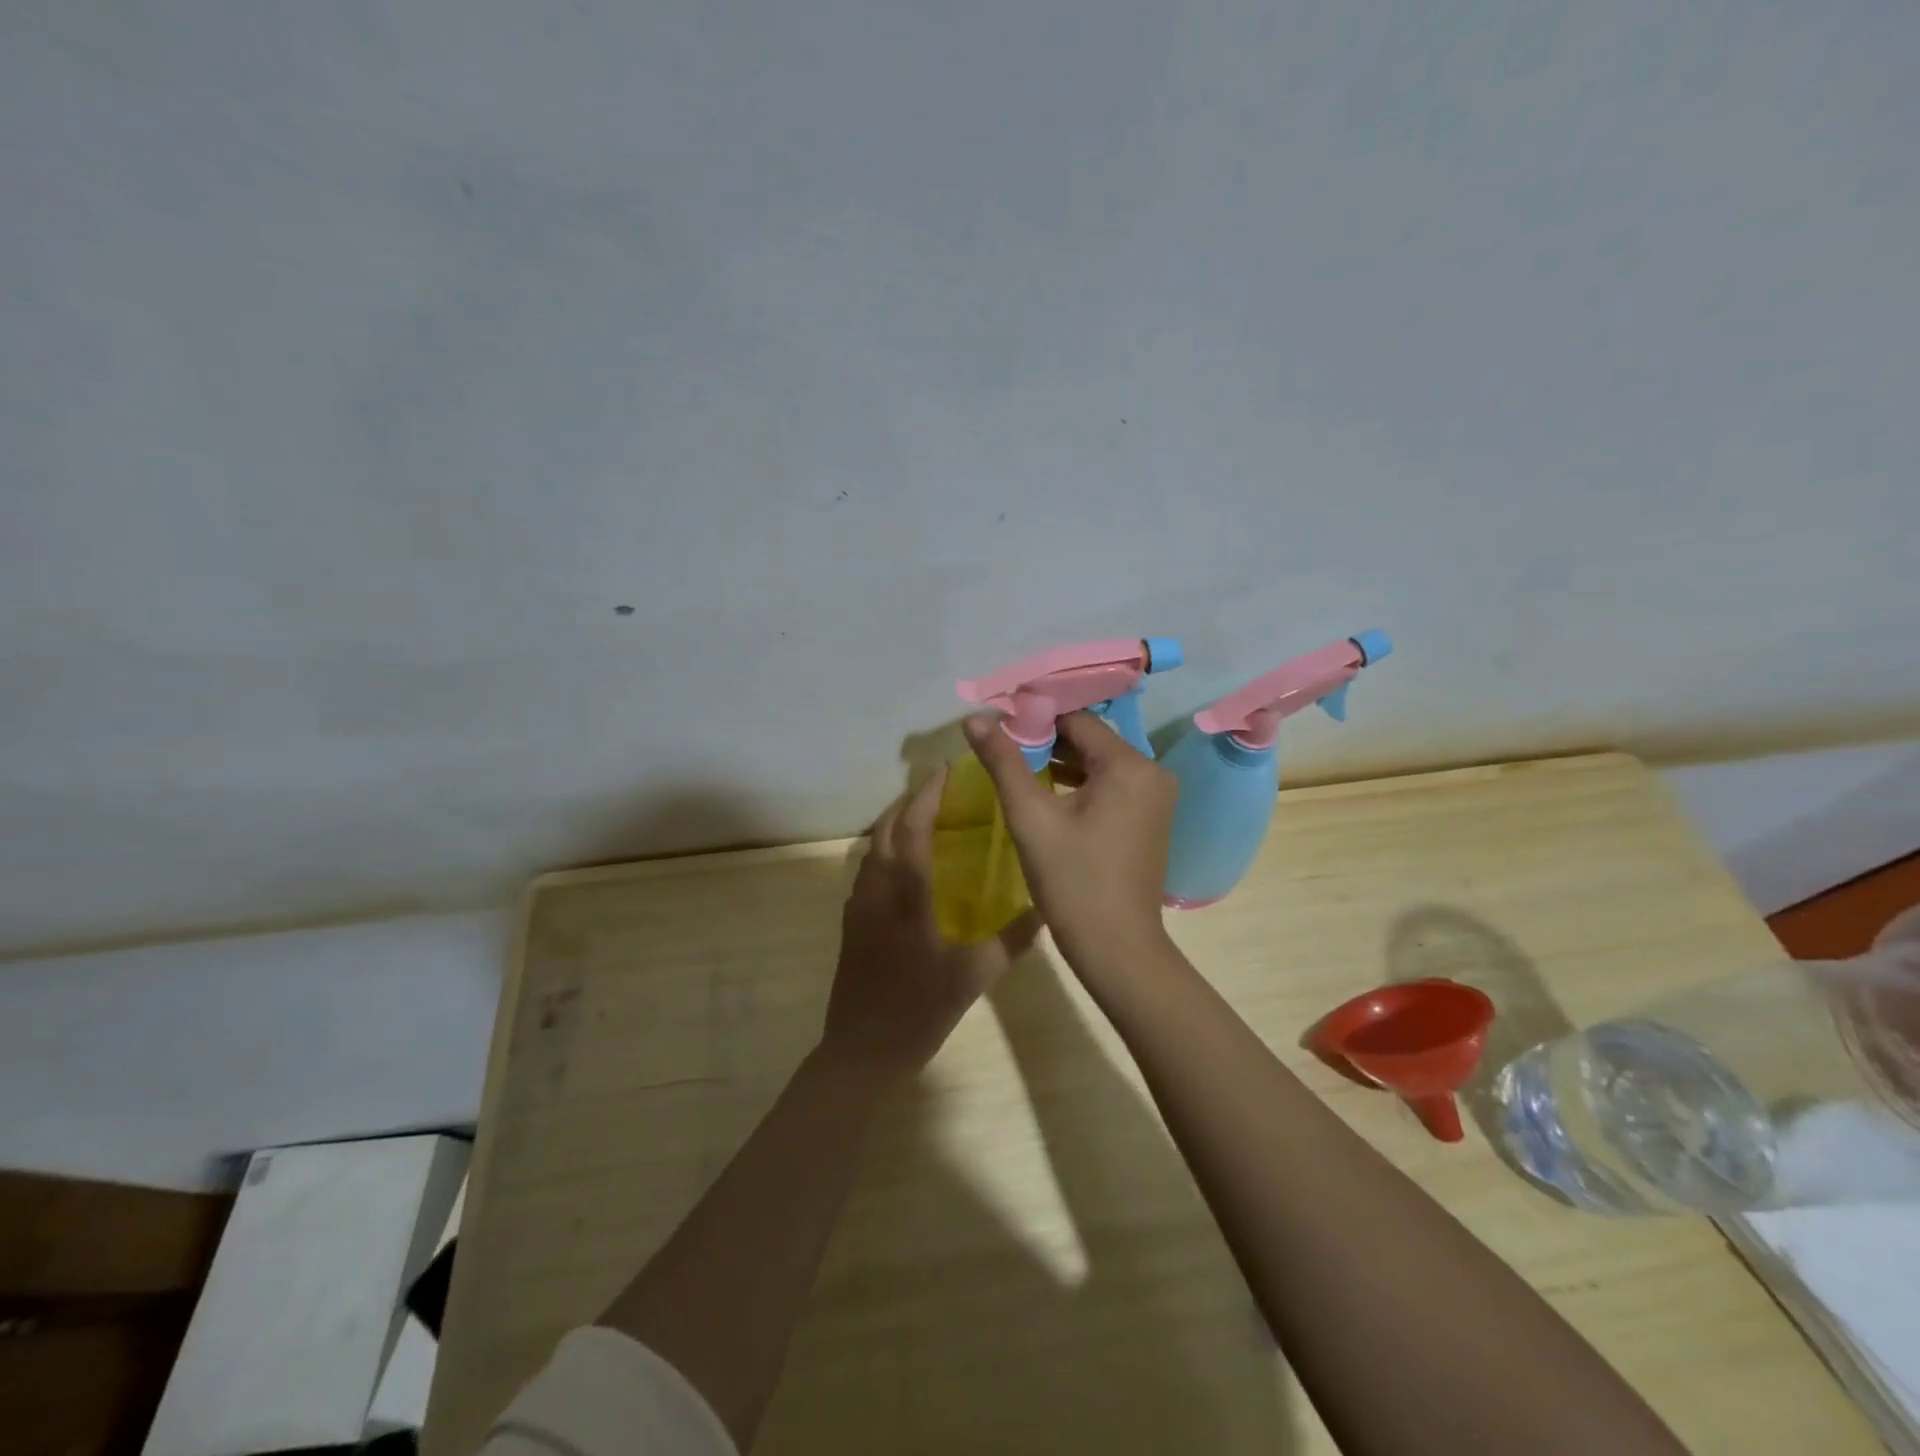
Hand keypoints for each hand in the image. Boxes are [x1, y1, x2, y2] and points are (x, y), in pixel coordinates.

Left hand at [821, 769, 1040, 1079]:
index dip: (927, 796)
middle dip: (908, 802)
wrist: (862, 1051)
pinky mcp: (850, 923)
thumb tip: (1045, 911)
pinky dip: (885, 850)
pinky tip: (906, 864)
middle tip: (938, 789)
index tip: (945, 772)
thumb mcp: (973, 978)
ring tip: (924, 817)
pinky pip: (867, 870)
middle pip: (884, 829)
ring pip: (872, 848)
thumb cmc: (918, 1011)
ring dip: (894, 824)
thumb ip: (1011, 942)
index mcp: (906, 896)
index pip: (912, 829)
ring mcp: (858, 906)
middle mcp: (876, 891)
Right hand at [962, 711, 1176, 972]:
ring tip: (1014, 763)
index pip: (1076, 719)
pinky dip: (1078, 783)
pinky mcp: (1148, 817)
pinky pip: (1109, 785)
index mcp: (1130, 765)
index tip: (997, 722)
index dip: (1034, 716)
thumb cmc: (1073, 882)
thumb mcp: (1031, 819)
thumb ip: (1003, 763)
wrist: (1117, 950)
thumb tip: (974, 719)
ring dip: (1059, 761)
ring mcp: (1155, 796)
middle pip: (1089, 739)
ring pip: (1098, 762)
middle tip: (1000, 744)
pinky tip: (1044, 790)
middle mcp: (1152, 772)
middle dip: (1044, 738)